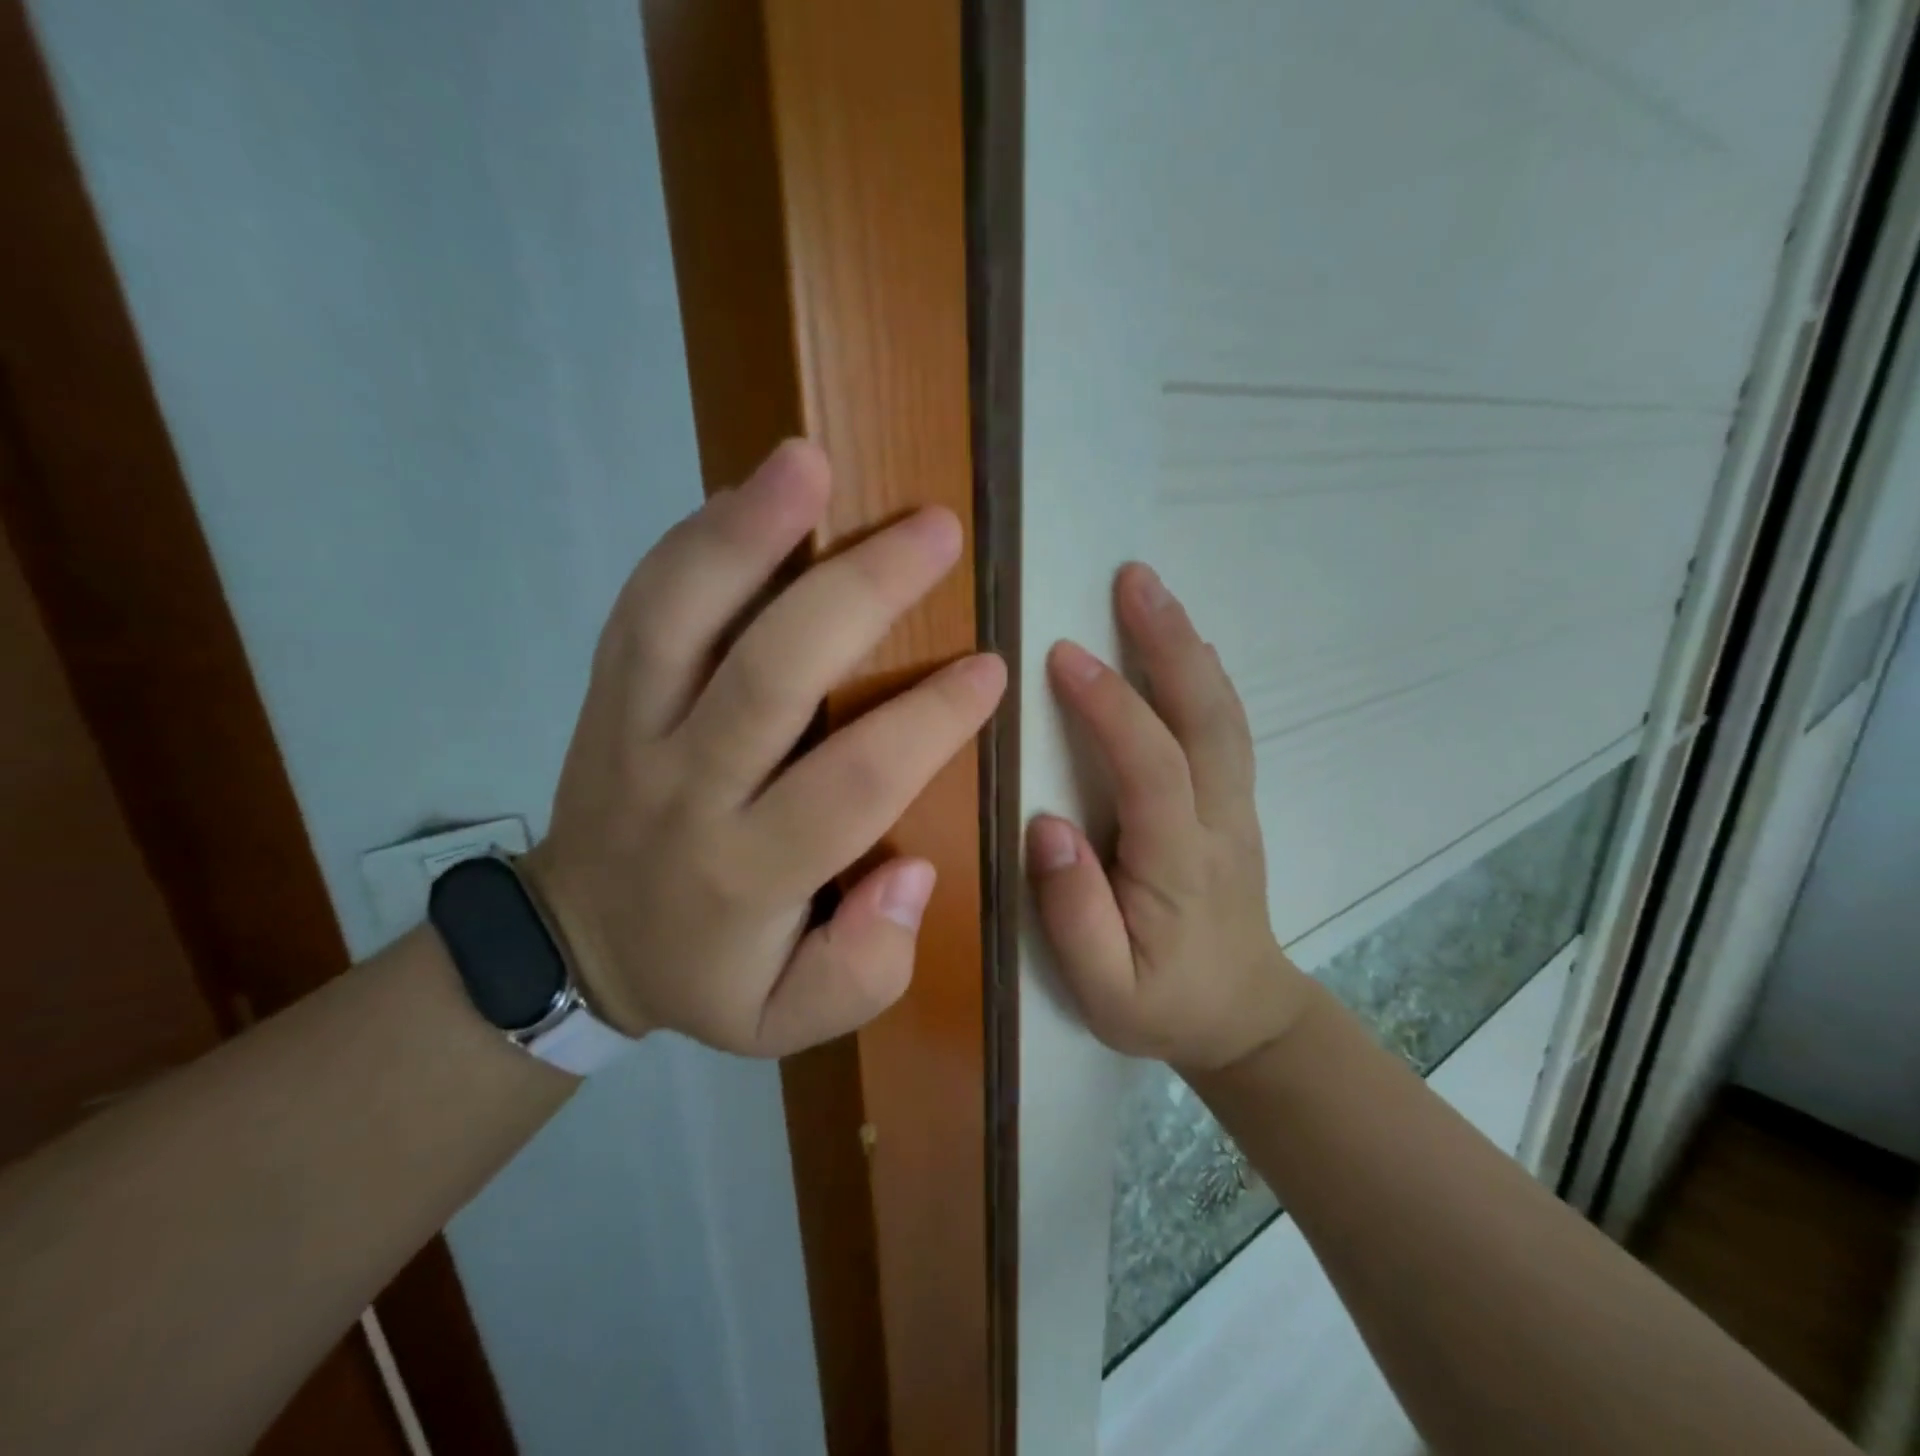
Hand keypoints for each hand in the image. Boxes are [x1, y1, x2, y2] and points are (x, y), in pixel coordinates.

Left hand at [524, 441, 1005, 1056]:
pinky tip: (755, 490)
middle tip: (937, 532)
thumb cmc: (706, 972)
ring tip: (810, 462)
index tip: (989, 667)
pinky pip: (645, 603)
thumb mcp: (787, 1019)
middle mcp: (685, 789)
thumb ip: (863, 970)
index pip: (850, 783)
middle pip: (771, 676)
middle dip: (861, 594)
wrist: (578, 940)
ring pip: (680, 618)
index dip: (928, 721)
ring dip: (745, 533)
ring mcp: (632, 726)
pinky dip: (698, 539)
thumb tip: (911, 871)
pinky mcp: (607, 690)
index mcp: (744, 874)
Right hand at [1026, 563, 1311, 1071]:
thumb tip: (1047, 826)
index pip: (1151, 768)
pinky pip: (1224, 728)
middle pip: (1206, 719)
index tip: (1062, 654)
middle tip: (1134, 578)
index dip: (1111, 707)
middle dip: (1169, 643)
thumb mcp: (1104, 991)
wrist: (1245, 1017)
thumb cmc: (1163, 1005)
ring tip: (1151, 589)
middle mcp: (1218, 822)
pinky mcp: (1235, 804)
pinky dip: (1203, 675)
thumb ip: (1074, 915)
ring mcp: (1236, 808)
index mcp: (1179, 865)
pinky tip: (1181, 643)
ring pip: (1222, 715)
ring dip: (1188, 646)